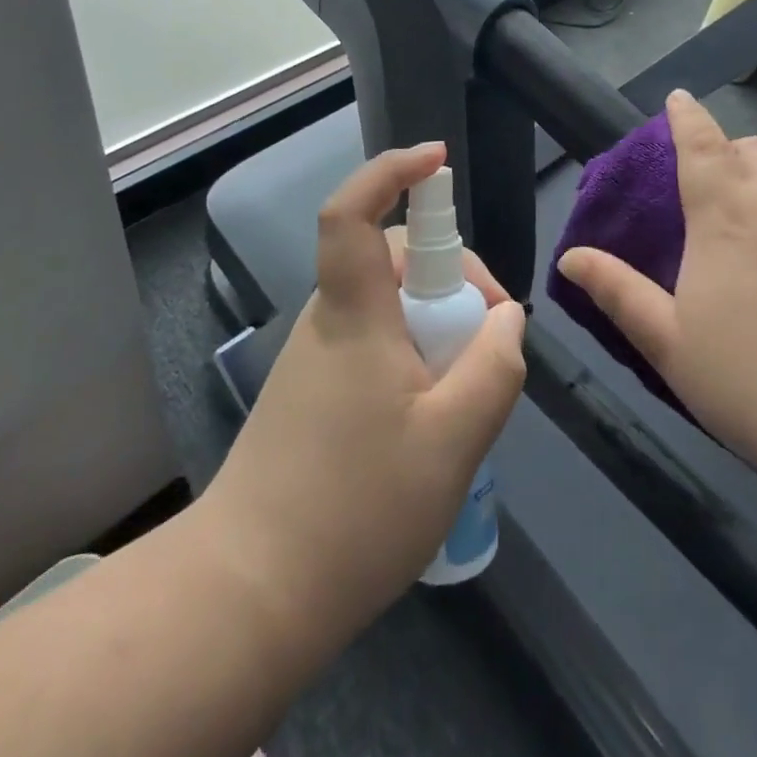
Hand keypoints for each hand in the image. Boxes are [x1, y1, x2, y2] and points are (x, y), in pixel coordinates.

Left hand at [204, 143, 525, 645]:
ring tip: (468, 392)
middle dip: (454, 278)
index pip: (354, 213)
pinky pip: (377, 343)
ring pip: (390, 305)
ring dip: (438, 325)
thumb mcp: (454, 439)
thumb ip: (495, 365)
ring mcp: (317, 356)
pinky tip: (434, 418)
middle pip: (393, 258)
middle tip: (492, 339)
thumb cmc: (356, 509)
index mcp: (355, 312)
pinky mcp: (313, 392)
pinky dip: (416, 355)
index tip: (438, 160)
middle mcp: (329, 319)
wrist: (249, 596)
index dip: (393, 171)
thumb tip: (507, 317)